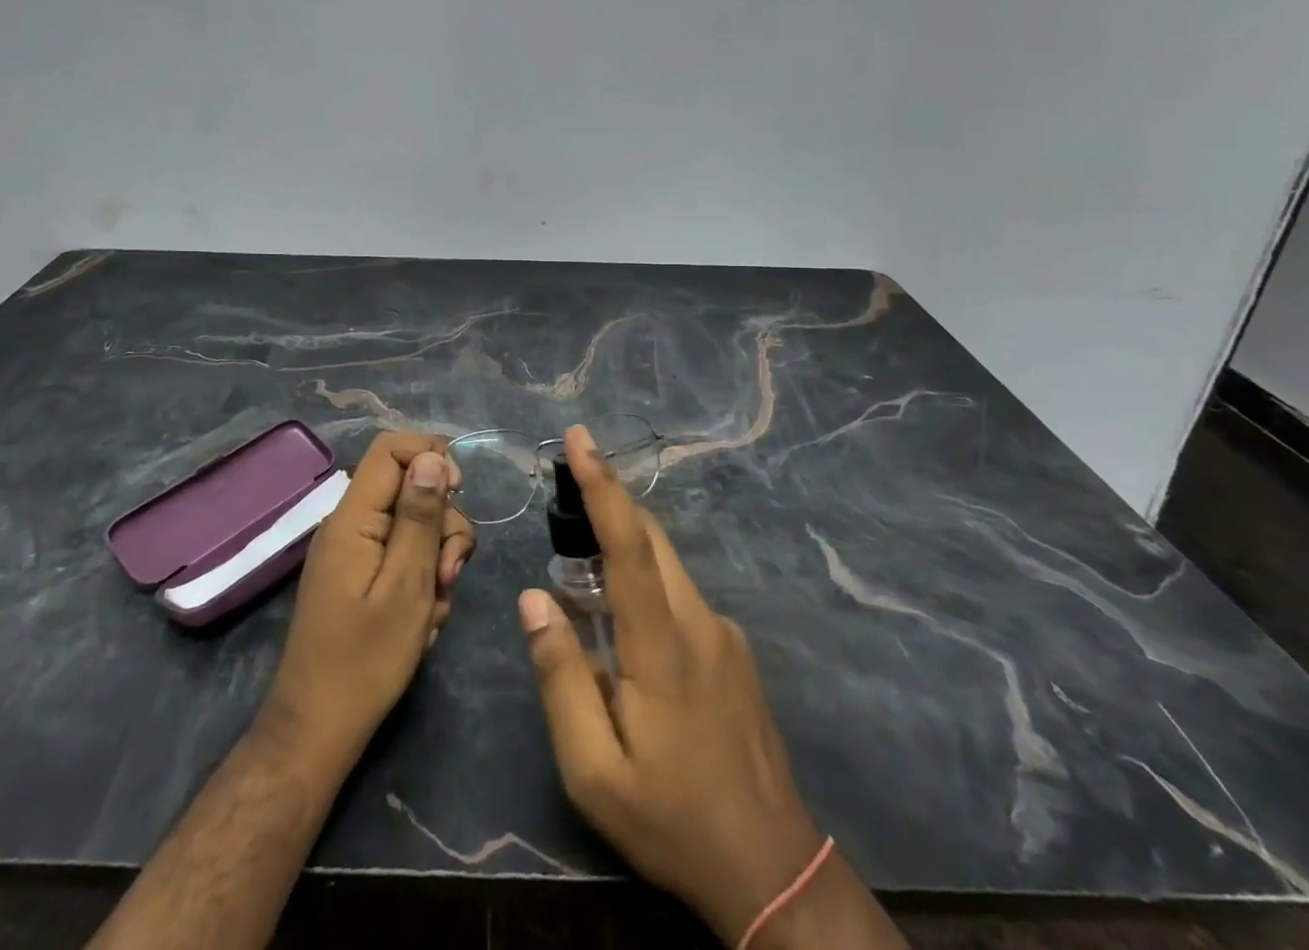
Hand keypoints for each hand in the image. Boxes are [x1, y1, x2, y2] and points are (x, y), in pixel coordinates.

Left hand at [263, 432, 476, 763]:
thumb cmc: (365, 660)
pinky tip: (422, 622)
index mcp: (353, 517)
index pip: (391, 449)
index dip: (431, 456)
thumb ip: (420, 517)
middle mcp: (351, 525)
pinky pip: (402, 558)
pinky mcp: (360, 577)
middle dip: (442, 526)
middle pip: (410, 489)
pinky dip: (421, 583)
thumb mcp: (407, 584)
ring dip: (437, 561)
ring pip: (413, 527)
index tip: (460, 492)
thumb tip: (432, 457)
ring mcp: (354, 552)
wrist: (318, 731)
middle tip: (449, 576)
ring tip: (434, 610)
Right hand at [519, 425, 823, 945]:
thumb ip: (560, 677)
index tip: (580, 438)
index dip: (602, 485)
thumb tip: (534, 598)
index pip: (628, 544)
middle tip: (566, 488)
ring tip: (581, 575)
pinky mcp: (735, 650)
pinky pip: (681, 596)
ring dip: (624, 548)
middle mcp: (699, 621)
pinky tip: (625, 634)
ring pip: (667, 565)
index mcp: (662, 645)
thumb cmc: (672, 820)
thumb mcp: (593, 771)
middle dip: (609, 500)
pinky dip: (647, 586)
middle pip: (651, 537)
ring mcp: (724, 633)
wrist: (774, 871)